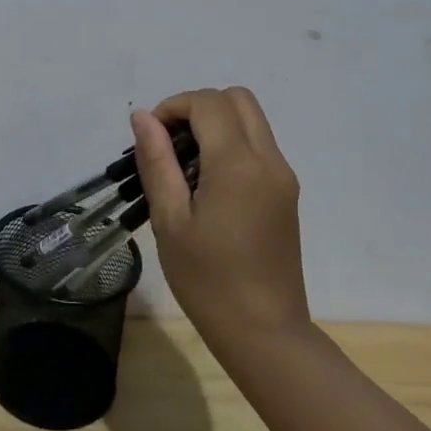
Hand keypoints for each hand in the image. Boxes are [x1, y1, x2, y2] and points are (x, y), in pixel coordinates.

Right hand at [131, 87, 308, 340]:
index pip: (208, 103)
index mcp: (238, 165)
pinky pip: (258, 145)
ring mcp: (283, 176)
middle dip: (197, 107)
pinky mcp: (286, 193)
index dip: (173, 106)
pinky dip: (230, 144)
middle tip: (169, 143)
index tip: (150, 137)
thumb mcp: (169, 220)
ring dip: (215, 124)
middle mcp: (269, 161)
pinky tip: (207, 185)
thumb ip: (157, 161)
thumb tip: (143, 117)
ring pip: (251, 120)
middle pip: (237, 99)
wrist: (264, 332)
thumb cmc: (207, 280)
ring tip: (185, 166)